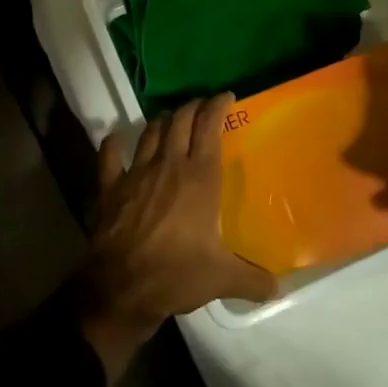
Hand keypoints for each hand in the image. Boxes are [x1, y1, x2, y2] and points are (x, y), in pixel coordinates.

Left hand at [73, 95, 277, 382]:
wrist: (123, 286)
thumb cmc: (178, 273)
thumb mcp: (223, 279)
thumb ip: (253, 280)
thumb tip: (278, 290)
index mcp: (200, 177)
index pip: (209, 128)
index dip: (217, 107)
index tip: (225, 96)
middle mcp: (169, 165)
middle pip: (180, 121)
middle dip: (191, 108)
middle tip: (200, 106)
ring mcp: (137, 172)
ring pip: (150, 133)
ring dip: (161, 122)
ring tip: (169, 119)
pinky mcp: (111, 186)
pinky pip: (110, 156)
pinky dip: (113, 145)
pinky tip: (115, 140)